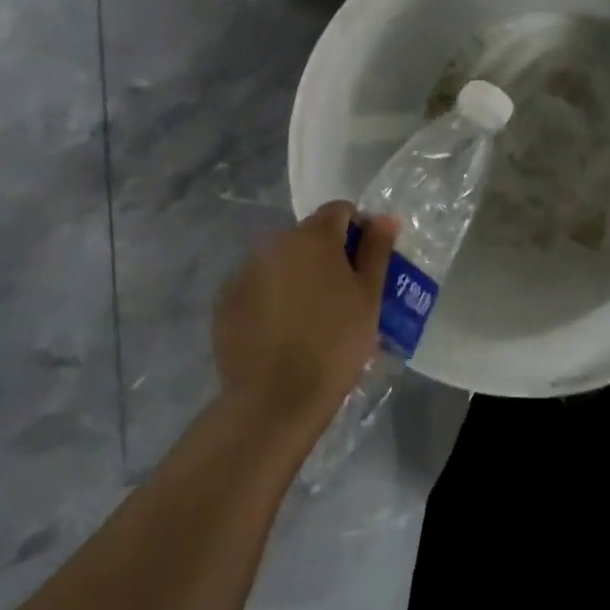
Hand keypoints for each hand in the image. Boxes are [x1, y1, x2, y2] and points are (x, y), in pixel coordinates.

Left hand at [210, 201, 398, 442]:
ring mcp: (244, 273)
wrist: (276, 398)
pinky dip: (273, 298)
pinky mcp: (225, 303)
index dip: (359, 230)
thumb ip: (377, 250)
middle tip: (344, 295)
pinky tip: (284, 331)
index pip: (340, 211)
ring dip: (299, 275)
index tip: (368, 264)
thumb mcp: (369, 295)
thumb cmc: (336, 342)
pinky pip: (258, 287)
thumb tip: (385, 217)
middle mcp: (273, 244)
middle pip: (308, 236)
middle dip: (327, 255)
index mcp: (312, 236)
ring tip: (313, 317)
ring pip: (281, 262)